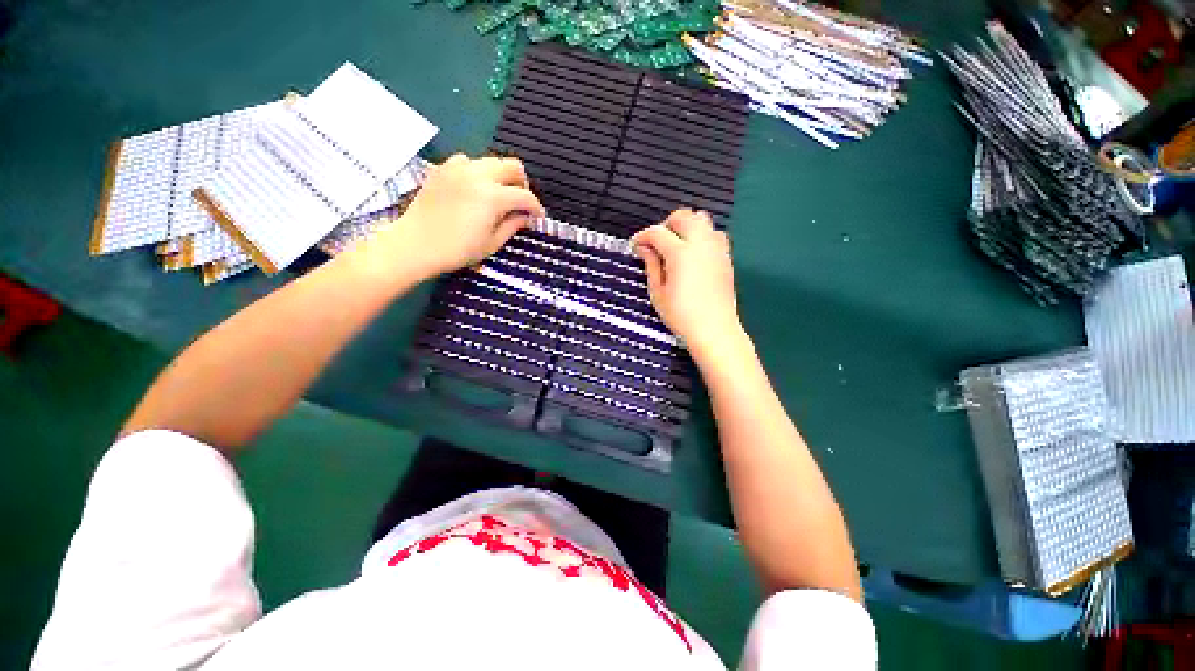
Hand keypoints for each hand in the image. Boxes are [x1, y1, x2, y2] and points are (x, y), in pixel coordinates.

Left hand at [390, 154, 543, 278]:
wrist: (415, 244)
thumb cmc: (457, 250)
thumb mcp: (492, 243)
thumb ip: (513, 225)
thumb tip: (525, 216)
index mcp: (493, 197)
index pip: (525, 195)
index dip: (536, 207)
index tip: (538, 216)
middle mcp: (478, 175)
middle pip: (512, 166)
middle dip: (522, 184)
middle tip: (519, 202)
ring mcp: (458, 168)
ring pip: (491, 161)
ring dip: (501, 177)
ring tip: (497, 195)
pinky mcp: (443, 168)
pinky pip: (467, 161)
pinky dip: (477, 171)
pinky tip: (473, 188)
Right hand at [632, 209, 746, 359]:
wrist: (714, 330)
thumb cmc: (681, 315)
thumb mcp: (658, 293)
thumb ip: (651, 265)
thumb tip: (644, 248)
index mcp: (681, 253)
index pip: (657, 232)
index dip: (642, 236)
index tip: (635, 246)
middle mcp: (701, 244)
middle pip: (683, 216)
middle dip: (665, 224)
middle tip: (656, 243)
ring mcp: (716, 249)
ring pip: (702, 219)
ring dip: (685, 226)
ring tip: (675, 245)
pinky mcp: (726, 257)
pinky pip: (714, 233)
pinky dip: (701, 235)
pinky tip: (693, 253)